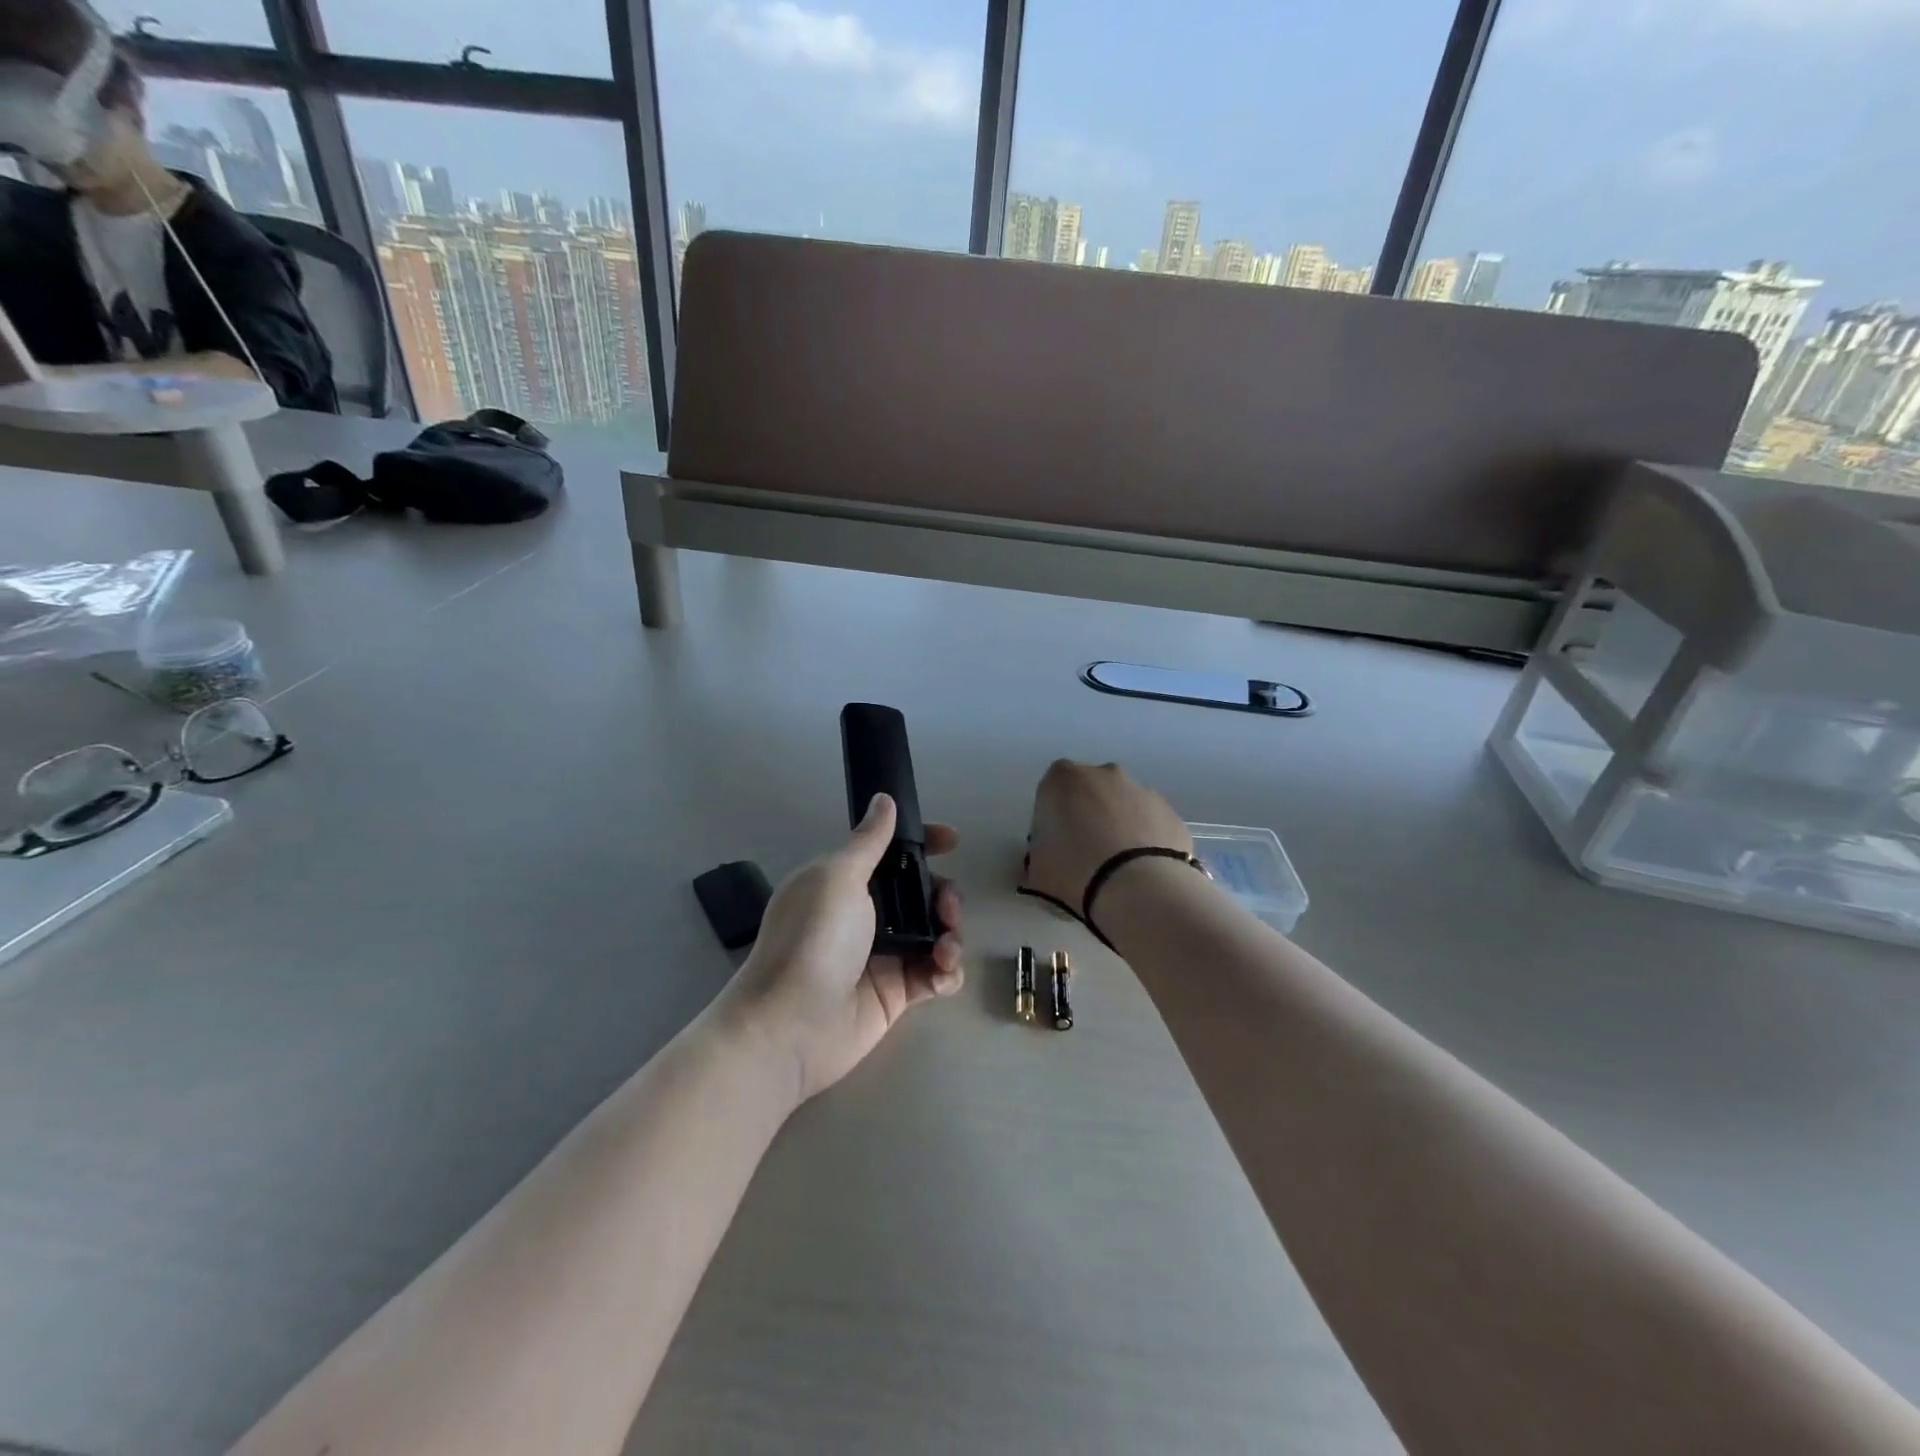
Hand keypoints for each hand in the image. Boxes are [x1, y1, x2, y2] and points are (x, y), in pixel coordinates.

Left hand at [716, 795, 963, 1104]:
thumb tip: (883, 799)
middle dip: (944, 895)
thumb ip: (869, 841)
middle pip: (921, 894)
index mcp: (846, 882)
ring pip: (934, 933)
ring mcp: (883, 956)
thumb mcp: (838, 877)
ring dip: (951, 934)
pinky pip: (935, 975)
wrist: (791, 1024)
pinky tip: (941, 974)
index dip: (923, 844)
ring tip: (945, 948)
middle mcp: (866, 915)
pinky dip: (946, 972)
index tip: (951, 841)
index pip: (891, 854)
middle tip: (947, 907)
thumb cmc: (814, 938)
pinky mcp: (896, 993)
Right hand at [1022, 760, 1191, 913]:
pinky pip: (1150, 824)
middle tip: (1085, 856)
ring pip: (1123, 806)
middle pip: (1090, 792)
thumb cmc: (1074, 872)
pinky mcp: (1171, 813)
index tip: (1054, 845)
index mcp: (1063, 779)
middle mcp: (1104, 774)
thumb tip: (1047, 860)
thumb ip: (1039, 856)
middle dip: (1087, 816)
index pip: (1051, 791)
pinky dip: (1144, 841)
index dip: (1052, 818)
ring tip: (1117, 869)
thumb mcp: (1036, 870)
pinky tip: (1141, 872)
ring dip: (1118, 827)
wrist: (1139, 889)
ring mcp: (1142, 791)